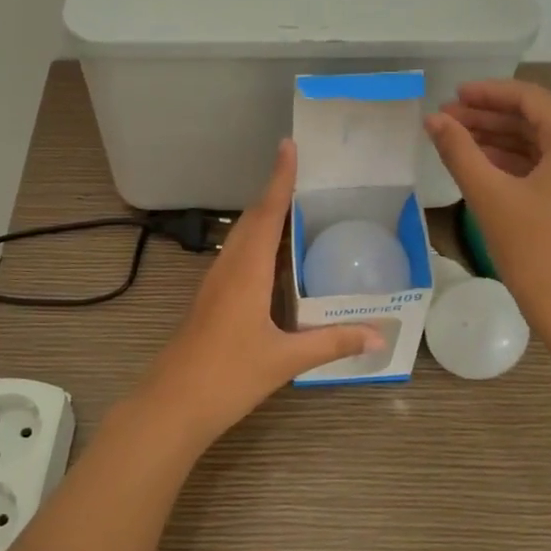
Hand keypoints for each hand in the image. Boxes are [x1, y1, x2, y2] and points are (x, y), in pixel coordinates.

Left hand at [137, 140, 382, 444]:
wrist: (172, 404)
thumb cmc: (228, 376)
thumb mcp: (285, 360)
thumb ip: (332, 343)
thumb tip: (378, 335)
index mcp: (245, 271)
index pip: (266, 214)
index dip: (279, 179)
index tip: (288, 146)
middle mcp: (228, 268)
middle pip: (253, 219)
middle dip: (275, 192)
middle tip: (303, 172)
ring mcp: (215, 284)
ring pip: (242, 238)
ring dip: (265, 217)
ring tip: (295, 207)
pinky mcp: (211, 300)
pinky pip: (238, 257)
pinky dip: (258, 244)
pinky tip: (274, 259)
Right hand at [425, 79, 550, 339]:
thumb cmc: (537, 253)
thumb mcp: (491, 197)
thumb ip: (459, 151)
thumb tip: (433, 120)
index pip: (530, 99)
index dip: (488, 93)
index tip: (451, 96)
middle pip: (538, 120)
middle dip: (490, 118)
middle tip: (445, 121)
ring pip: (545, 144)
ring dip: (502, 140)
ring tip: (457, 141)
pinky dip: (520, 163)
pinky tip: (485, 165)